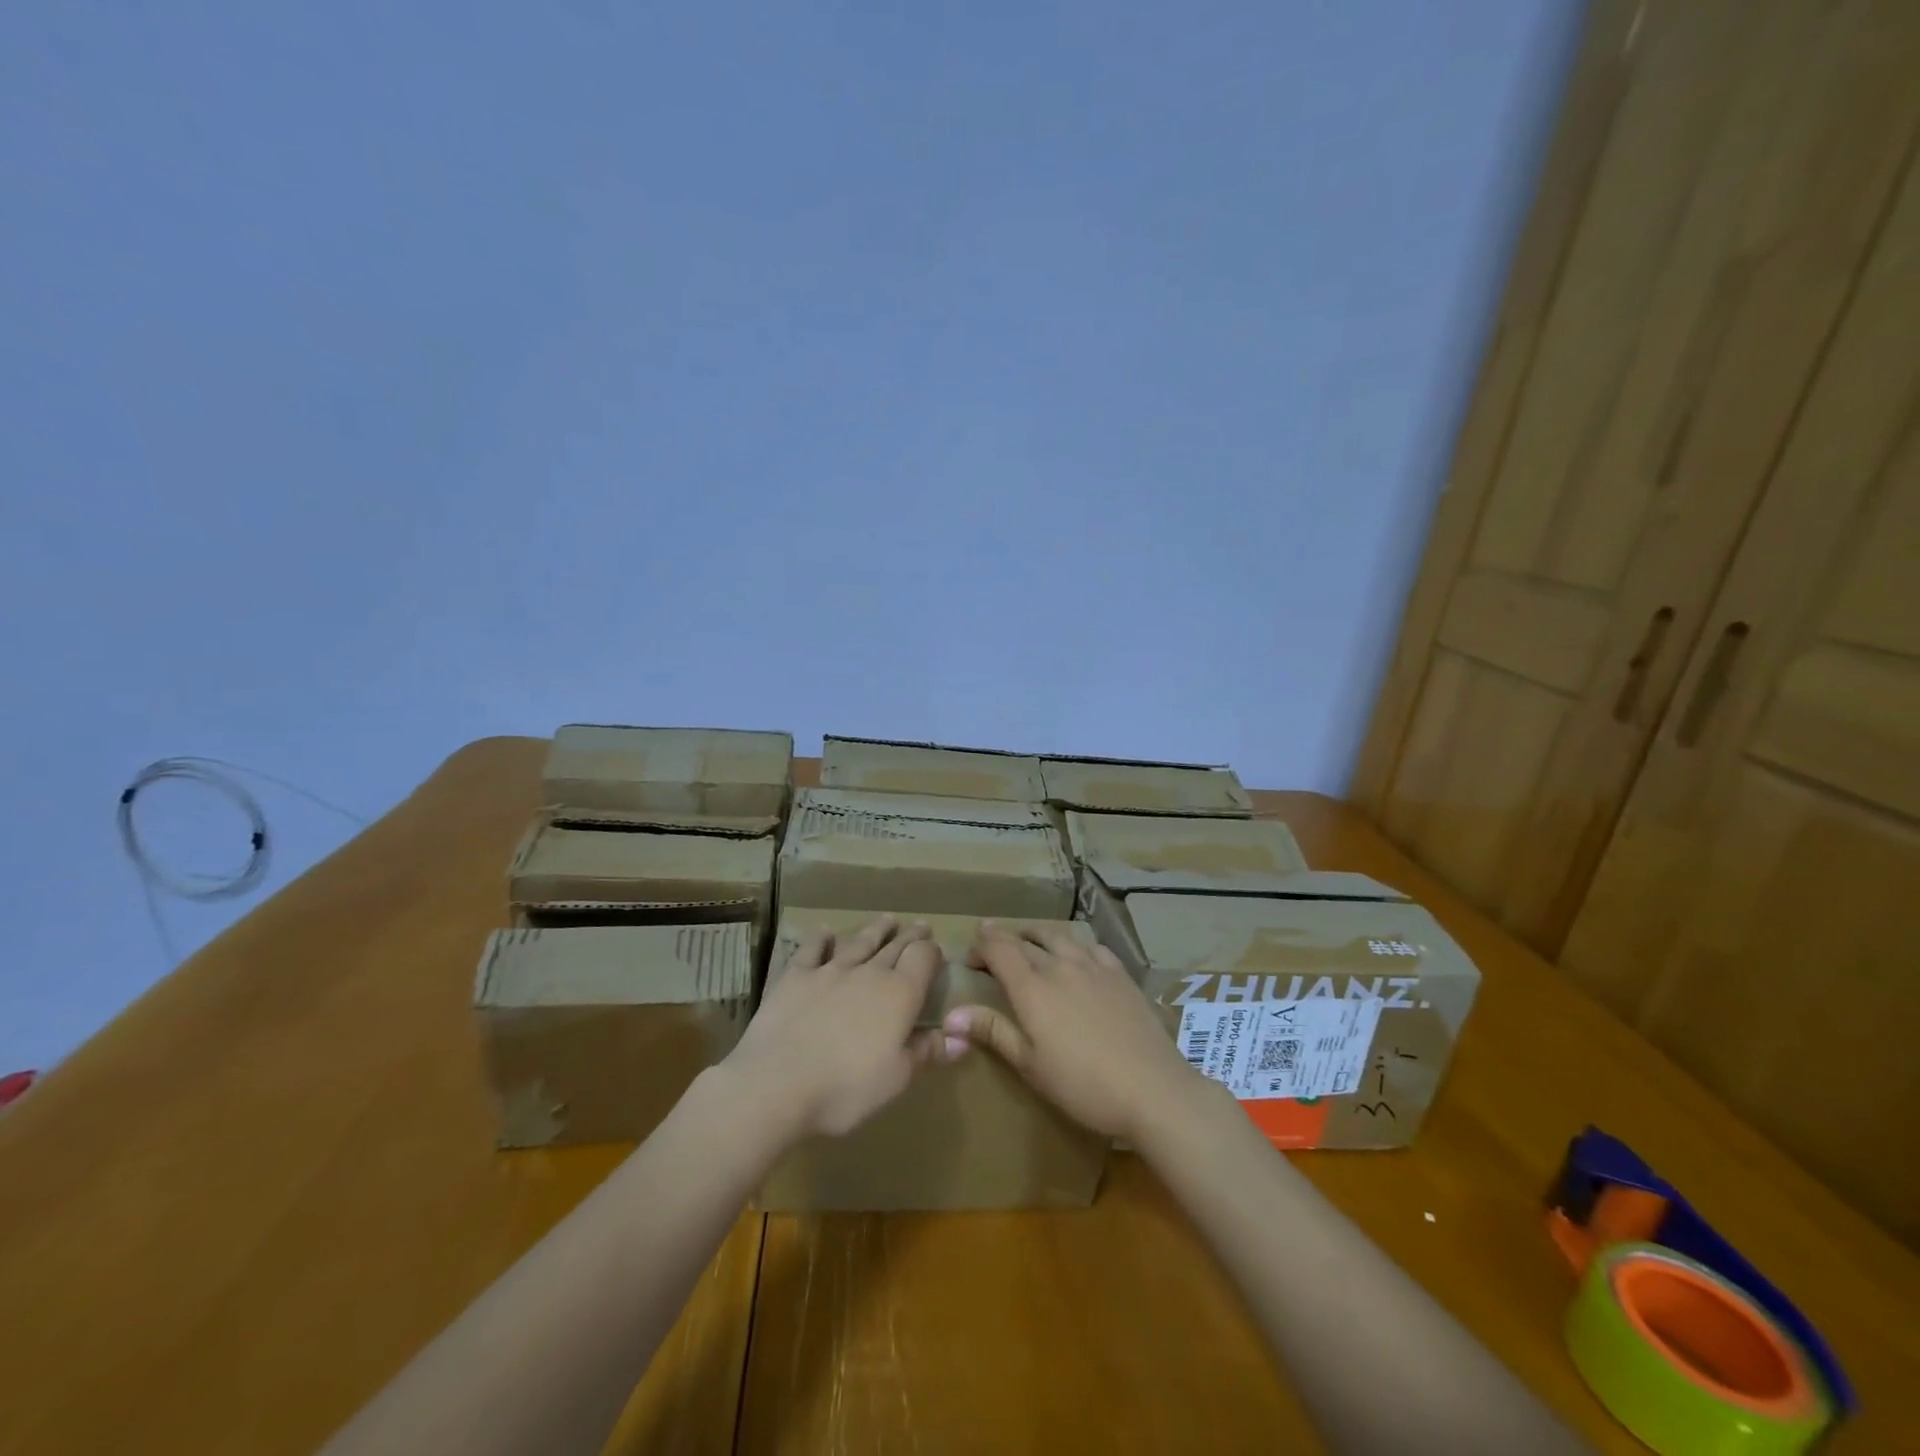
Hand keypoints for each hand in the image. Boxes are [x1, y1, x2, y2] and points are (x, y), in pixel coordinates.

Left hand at [721, 915, 947, 1140]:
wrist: (776, 1084)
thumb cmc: (846, 1088)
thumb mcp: (897, 1079)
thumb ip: (927, 1052)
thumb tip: (960, 1037)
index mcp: (900, 994)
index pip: (923, 959)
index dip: (931, 952)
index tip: (936, 949)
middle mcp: (869, 972)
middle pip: (895, 945)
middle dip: (909, 935)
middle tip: (919, 925)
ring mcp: (830, 970)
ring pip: (859, 942)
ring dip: (875, 929)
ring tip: (886, 919)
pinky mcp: (796, 976)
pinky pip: (813, 949)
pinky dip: (821, 938)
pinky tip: (825, 931)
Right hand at [946, 921, 1207, 1141]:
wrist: (1152, 1088)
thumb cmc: (1082, 1084)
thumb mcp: (1030, 1065)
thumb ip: (993, 1031)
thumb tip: (950, 1015)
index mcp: (1032, 987)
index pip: (998, 948)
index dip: (980, 945)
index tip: (969, 957)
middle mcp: (1060, 965)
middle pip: (1025, 939)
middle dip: (1003, 940)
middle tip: (991, 948)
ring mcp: (1093, 966)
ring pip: (1058, 936)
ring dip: (1036, 936)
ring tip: (1028, 943)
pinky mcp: (1120, 973)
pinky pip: (1090, 946)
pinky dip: (1073, 945)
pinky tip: (1076, 957)